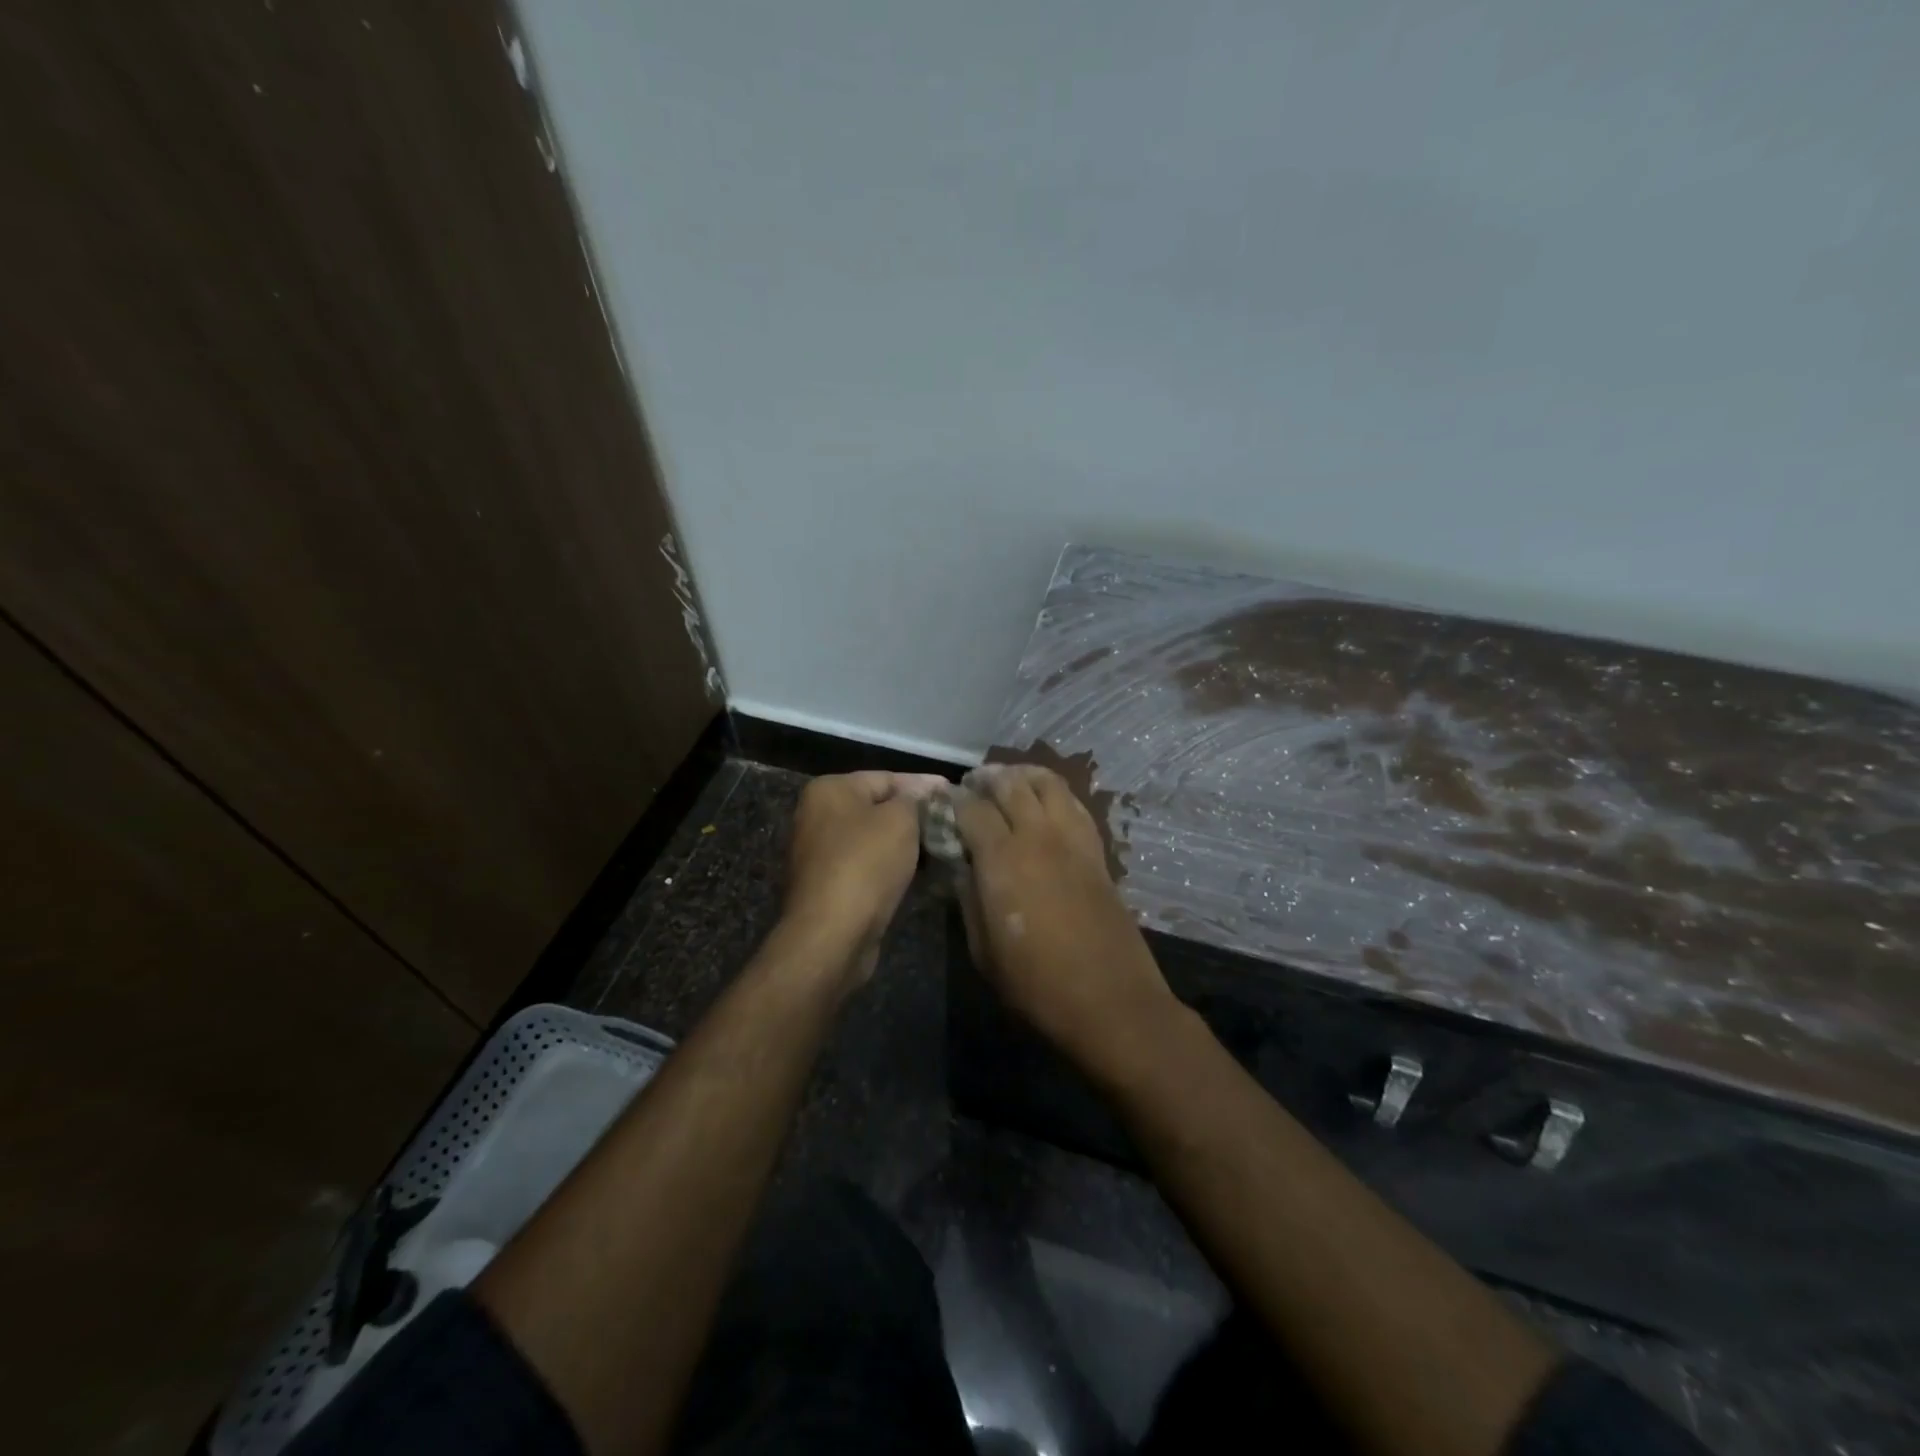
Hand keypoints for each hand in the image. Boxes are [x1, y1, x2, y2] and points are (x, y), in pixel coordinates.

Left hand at [783, 770, 949, 986]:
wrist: (832, 935)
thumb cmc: (866, 864)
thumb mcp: (900, 820)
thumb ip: (915, 799)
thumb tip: (923, 792)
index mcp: (829, 790)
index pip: (886, 778)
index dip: (923, 786)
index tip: (954, 793)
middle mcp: (818, 816)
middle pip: (878, 809)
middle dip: (915, 816)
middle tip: (952, 822)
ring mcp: (821, 853)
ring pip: (875, 840)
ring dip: (907, 845)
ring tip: (944, 848)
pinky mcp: (829, 886)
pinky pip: (869, 867)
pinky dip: (893, 868)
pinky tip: (922, 874)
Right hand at [955, 764, 1177, 1076]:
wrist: (1111, 1001)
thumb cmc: (1037, 985)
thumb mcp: (983, 950)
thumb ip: (968, 898)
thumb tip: (961, 865)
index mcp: (1002, 858)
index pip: (971, 808)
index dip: (952, 801)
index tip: (941, 803)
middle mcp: (1038, 835)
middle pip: (1010, 783)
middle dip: (986, 778)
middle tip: (971, 786)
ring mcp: (1073, 839)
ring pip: (1048, 783)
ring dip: (1022, 776)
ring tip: (1007, 782)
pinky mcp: (1097, 850)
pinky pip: (1074, 804)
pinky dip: (1054, 793)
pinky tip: (1044, 804)